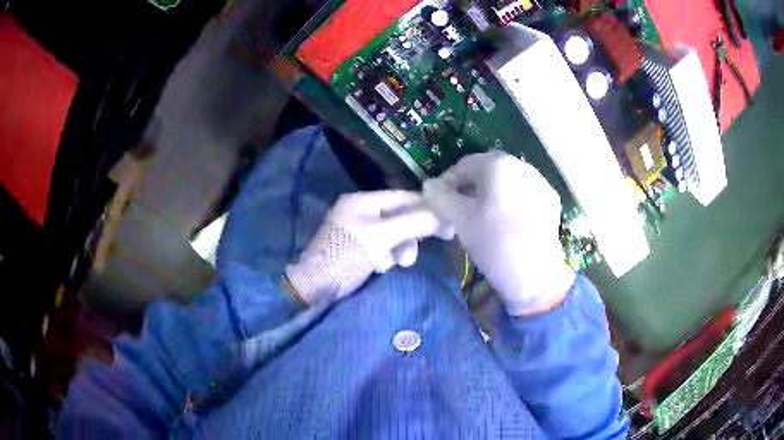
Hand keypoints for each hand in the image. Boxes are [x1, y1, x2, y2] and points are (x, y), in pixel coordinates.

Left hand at [285, 190, 453, 304]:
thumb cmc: (347, 255)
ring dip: (401, 249)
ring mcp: (360, 231)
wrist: (316, 287)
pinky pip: (384, 247)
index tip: (448, 221)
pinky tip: (381, 267)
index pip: (403, 197)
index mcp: (362, 201)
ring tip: (398, 263)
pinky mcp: (360, 249)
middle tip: (421, 250)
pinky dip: (388, 257)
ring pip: (395, 234)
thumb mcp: (382, 236)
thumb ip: (413, 223)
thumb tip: (445, 216)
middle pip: (400, 216)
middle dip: (411, 234)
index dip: (427, 207)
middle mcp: (362, 211)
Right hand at [423, 151, 575, 315]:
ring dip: (491, 194)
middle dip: (470, 188)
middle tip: (460, 211)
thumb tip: (430, 185)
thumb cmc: (493, 241)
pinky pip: (524, 194)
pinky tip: (507, 223)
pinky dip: (511, 202)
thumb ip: (440, 197)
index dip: (448, 182)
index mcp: (498, 164)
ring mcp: (540, 183)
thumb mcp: (460, 219)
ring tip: (483, 218)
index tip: (440, 203)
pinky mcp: (551, 202)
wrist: (534, 273)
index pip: (464, 165)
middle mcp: (522, 165)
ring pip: (507, 182)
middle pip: (487, 171)